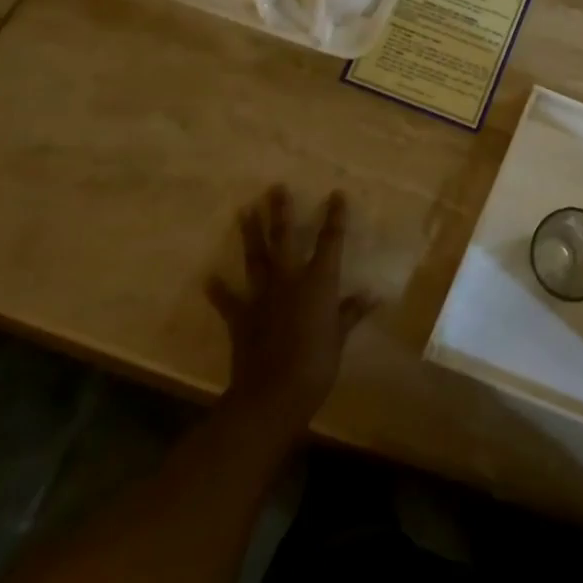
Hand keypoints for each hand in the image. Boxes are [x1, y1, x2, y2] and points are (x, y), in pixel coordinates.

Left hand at [206, 186, 373, 437]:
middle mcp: (289, 280)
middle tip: (275, 188)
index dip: (334, 216)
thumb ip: (352, 312)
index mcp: (319, 281)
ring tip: (244, 211)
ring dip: (250, 234)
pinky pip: (229, 301)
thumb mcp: (340, 336)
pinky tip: (210, 277)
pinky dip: (219, 290)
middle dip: (281, 212)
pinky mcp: (241, 318)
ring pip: (256, 258)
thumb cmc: (317, 364)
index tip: (336, 194)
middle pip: (284, 239)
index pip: (330, 241)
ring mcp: (262, 297)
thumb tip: (373, 295)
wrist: (273, 395)